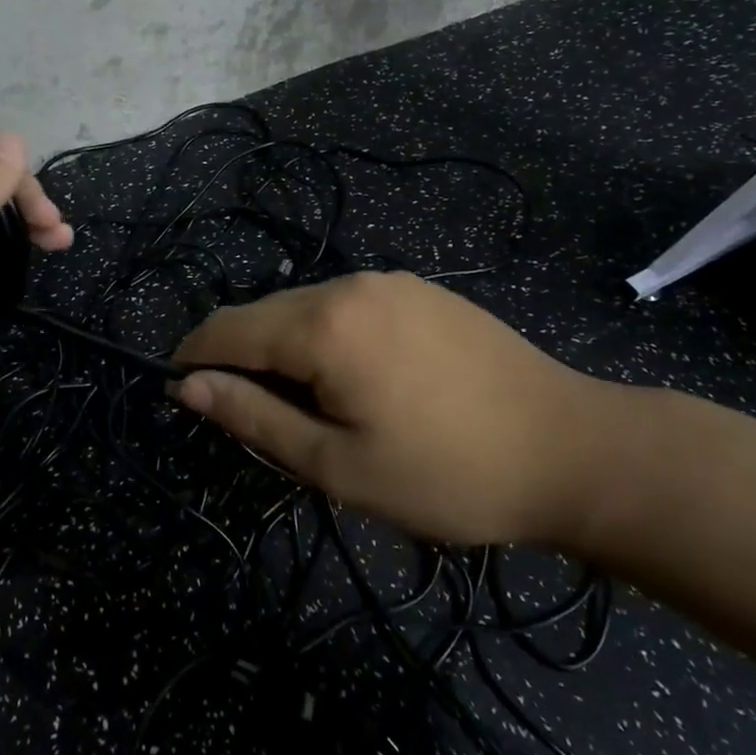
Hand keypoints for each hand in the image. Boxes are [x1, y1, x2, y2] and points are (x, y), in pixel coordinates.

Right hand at [170, 271, 621, 545]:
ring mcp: (390, 281)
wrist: (573, 449)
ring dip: (286, 350)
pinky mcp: (420, 291)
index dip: (193, 358)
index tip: (182, 393)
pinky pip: (347, 307)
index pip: (225, 328)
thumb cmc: (448, 473)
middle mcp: (349, 284)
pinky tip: (362, 382)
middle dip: (243, 360)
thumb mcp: (337, 465)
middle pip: (264, 314)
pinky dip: (327, 338)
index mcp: (322, 324)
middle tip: (264, 424)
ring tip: (317, 410)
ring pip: (305, 308)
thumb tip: (188, 386)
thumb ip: (254, 418)